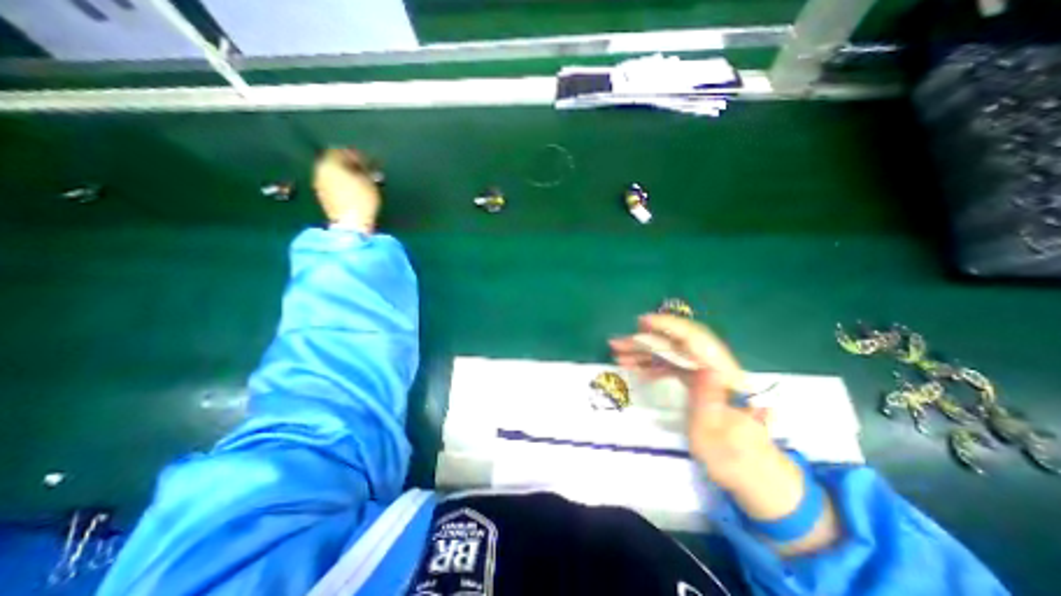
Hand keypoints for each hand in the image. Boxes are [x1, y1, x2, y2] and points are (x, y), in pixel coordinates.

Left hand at [312, 148, 381, 233]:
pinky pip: (333, 184)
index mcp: (329, 163)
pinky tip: (353, 190)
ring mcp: (319, 184)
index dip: (355, 154)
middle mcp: (320, 170)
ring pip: (333, 173)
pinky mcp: (323, 197)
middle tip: (365, 170)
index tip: (368, 161)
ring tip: (361, 181)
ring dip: (346, 175)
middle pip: (334, 162)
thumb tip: (363, 166)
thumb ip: (364, 169)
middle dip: (349, 165)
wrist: (351, 223)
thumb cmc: (362, 199)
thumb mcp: (369, 181)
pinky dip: (342, 184)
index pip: (340, 151)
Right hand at [609, 314, 776, 490]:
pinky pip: (673, 366)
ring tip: (620, 356)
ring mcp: (706, 373)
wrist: (752, 471)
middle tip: (617, 344)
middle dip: (646, 341)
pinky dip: (654, 365)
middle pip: (678, 344)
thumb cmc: (733, 458)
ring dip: (645, 352)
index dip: (669, 326)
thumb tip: (703, 367)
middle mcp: (715, 368)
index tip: (642, 323)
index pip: (696, 340)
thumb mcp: (715, 436)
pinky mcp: (700, 381)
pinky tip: (637, 369)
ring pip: (672, 354)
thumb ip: (707, 400)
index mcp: (723, 376)